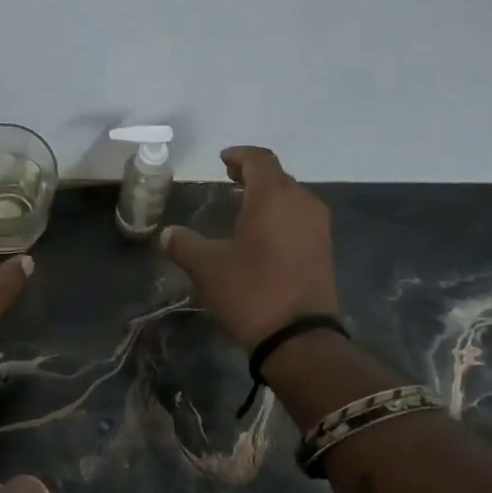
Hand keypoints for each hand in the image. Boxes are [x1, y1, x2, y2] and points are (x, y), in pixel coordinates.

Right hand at [160, 146, 339, 351]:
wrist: (298, 337)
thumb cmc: (250, 292)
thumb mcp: (207, 268)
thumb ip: (184, 245)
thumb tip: (167, 234)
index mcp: (274, 197)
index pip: (259, 160)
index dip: (239, 156)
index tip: (223, 160)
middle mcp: (302, 203)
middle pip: (277, 177)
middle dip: (253, 176)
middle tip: (229, 181)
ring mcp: (318, 227)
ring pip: (291, 198)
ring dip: (267, 198)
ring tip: (243, 208)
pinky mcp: (324, 250)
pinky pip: (299, 219)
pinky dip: (280, 217)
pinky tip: (262, 235)